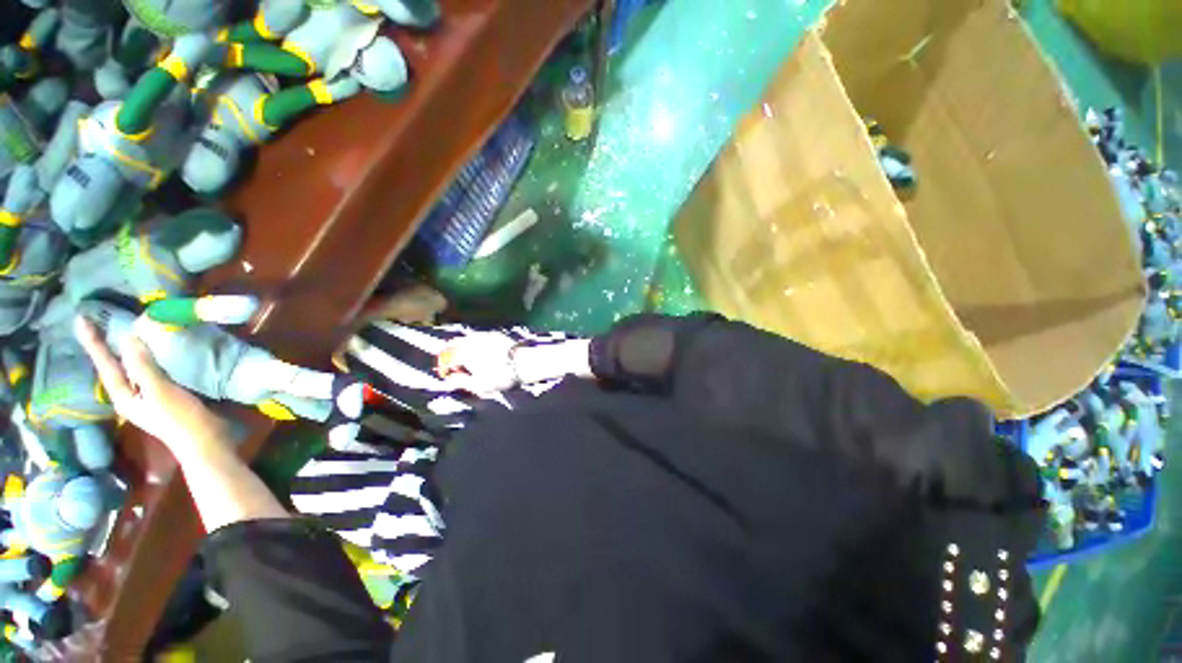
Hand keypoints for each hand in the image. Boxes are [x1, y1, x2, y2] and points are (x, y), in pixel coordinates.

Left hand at [74, 317, 232, 462]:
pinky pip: (147, 371)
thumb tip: (129, 338)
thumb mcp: (160, 391)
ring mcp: (147, 395)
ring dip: (124, 351)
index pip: (105, 364)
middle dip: (104, 346)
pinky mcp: (164, 394)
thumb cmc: (179, 417)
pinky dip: (144, 358)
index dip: (94, 342)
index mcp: (123, 395)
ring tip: (118, 334)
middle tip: (95, 324)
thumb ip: (143, 367)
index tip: (81, 320)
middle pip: (113, 366)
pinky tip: (150, 352)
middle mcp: (130, 394)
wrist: (203, 439)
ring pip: (130, 368)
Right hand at [436, 332, 518, 395]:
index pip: (446, 358)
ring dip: (462, 347)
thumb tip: (451, 378)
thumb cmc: (500, 377)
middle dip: (450, 354)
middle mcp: (471, 341)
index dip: (444, 367)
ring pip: (467, 339)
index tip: (447, 374)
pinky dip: (475, 343)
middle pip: (454, 345)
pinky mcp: (496, 335)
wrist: (524, 363)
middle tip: (453, 364)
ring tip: (466, 357)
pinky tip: (481, 350)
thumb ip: (461, 381)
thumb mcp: (478, 386)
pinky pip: (480, 337)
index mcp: (463, 353)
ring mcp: (484, 336)